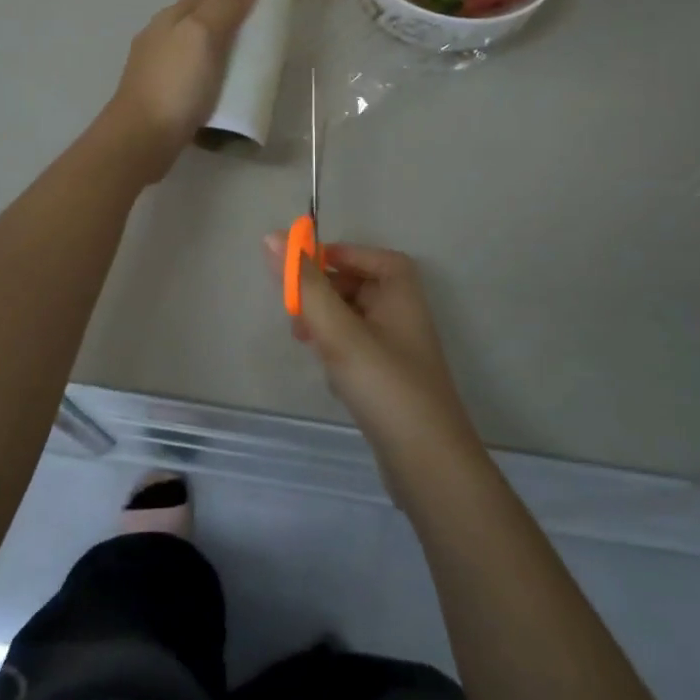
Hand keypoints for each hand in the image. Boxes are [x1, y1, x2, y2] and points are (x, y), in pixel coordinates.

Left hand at [103, 0, 258, 180]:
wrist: (142, 138)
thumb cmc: (175, 83)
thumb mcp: (203, 35)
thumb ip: (224, 5)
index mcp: (167, 19)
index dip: (230, 2)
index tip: (256, 17)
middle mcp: (157, 40)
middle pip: (198, 27)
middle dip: (224, 33)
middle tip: (254, 50)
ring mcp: (155, 72)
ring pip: (193, 56)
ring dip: (215, 61)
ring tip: (241, 76)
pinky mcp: (159, 100)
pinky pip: (189, 83)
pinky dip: (206, 85)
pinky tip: (218, 98)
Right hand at [262, 238, 479, 460]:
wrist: (427, 462)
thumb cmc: (384, 385)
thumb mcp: (338, 330)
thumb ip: (305, 285)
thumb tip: (272, 237)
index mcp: (400, 290)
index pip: (365, 255)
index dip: (332, 257)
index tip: (298, 271)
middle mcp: (404, 312)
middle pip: (357, 284)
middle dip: (323, 293)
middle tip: (295, 312)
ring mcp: (399, 347)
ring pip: (353, 318)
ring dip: (326, 323)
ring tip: (305, 342)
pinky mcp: (390, 378)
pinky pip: (357, 348)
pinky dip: (337, 351)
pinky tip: (328, 373)